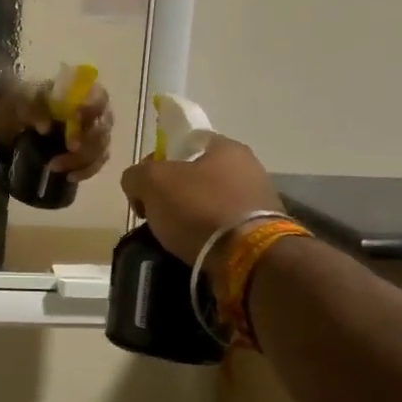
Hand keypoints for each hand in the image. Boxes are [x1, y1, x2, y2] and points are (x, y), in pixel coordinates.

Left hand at [0, 79, 114, 181]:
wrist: (6, 125)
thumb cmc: (16, 106)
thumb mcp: (17, 102)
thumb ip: (31, 108)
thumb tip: (46, 128)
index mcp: (76, 91)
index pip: (98, 96)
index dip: (93, 108)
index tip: (75, 119)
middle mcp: (90, 111)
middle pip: (102, 127)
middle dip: (88, 142)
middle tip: (69, 149)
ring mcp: (90, 133)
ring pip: (101, 148)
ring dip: (84, 161)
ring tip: (56, 167)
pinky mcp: (86, 153)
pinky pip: (95, 163)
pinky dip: (86, 171)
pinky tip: (70, 176)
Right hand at [118, 136, 283, 270]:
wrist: (248, 259)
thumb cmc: (199, 209)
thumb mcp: (152, 183)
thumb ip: (136, 175)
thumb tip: (136, 184)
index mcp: (227, 147)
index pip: (184, 143)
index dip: (159, 160)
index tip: (146, 187)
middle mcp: (250, 168)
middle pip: (198, 175)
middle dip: (175, 193)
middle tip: (158, 213)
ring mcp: (262, 201)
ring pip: (212, 202)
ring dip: (193, 216)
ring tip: (175, 237)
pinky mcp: (265, 233)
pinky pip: (226, 228)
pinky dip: (210, 236)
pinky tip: (198, 249)